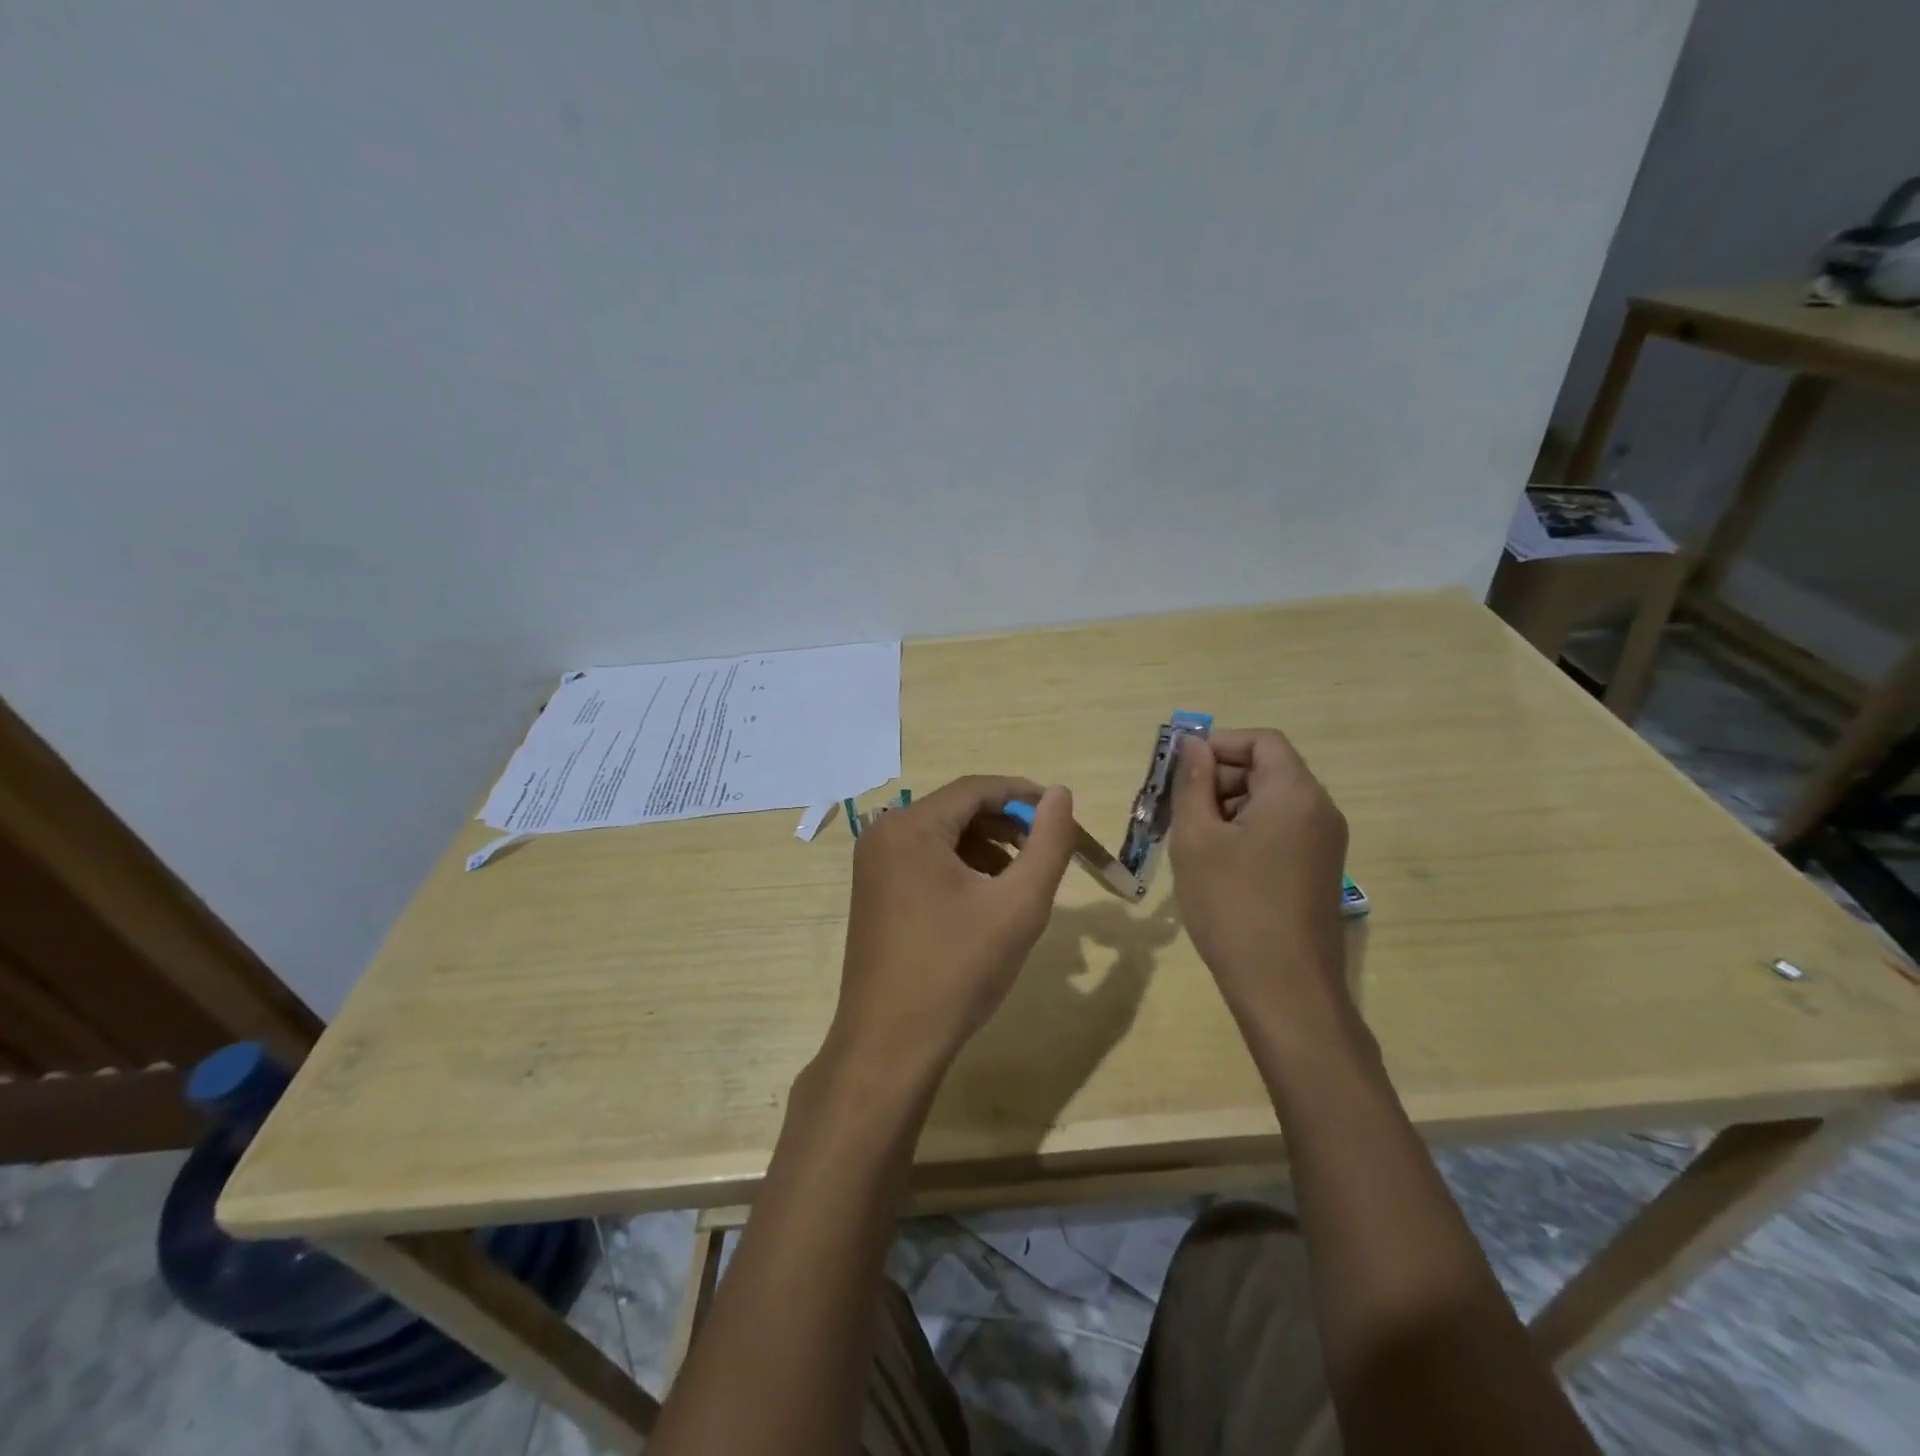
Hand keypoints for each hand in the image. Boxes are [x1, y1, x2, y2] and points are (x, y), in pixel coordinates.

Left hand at [821, 776, 1077, 1091]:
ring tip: (1021, 884)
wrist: (890, 1046)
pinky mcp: (875, 892)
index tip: (1063, 816)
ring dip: (988, 850)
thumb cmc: (956, 970)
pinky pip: (926, 862)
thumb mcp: (1017, 905)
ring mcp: (874, 865)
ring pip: (944, 837)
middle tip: (1047, 854)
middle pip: (959, 811)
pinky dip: (963, 870)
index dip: (1024, 796)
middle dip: (1008, 827)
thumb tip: (1060, 793)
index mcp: (910, 827)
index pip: (977, 789)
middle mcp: (884, 834)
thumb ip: (1048, 844)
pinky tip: (987, 902)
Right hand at [1169, 728, 1349, 1020]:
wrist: (1284, 989)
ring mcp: (1324, 843)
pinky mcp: (1318, 871)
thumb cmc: (1233, 905)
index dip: (1218, 743)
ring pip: (1271, 802)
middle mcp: (1319, 810)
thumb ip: (1193, 783)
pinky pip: (1280, 830)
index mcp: (1295, 793)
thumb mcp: (1198, 838)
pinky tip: (1214, 862)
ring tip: (1188, 838)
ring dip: (1227, 806)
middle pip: (1268, 769)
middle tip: (1174, 806)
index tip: (1178, 768)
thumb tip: (1192, 744)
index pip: (1262, 740)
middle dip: (1218, 777)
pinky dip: (1245, 831)